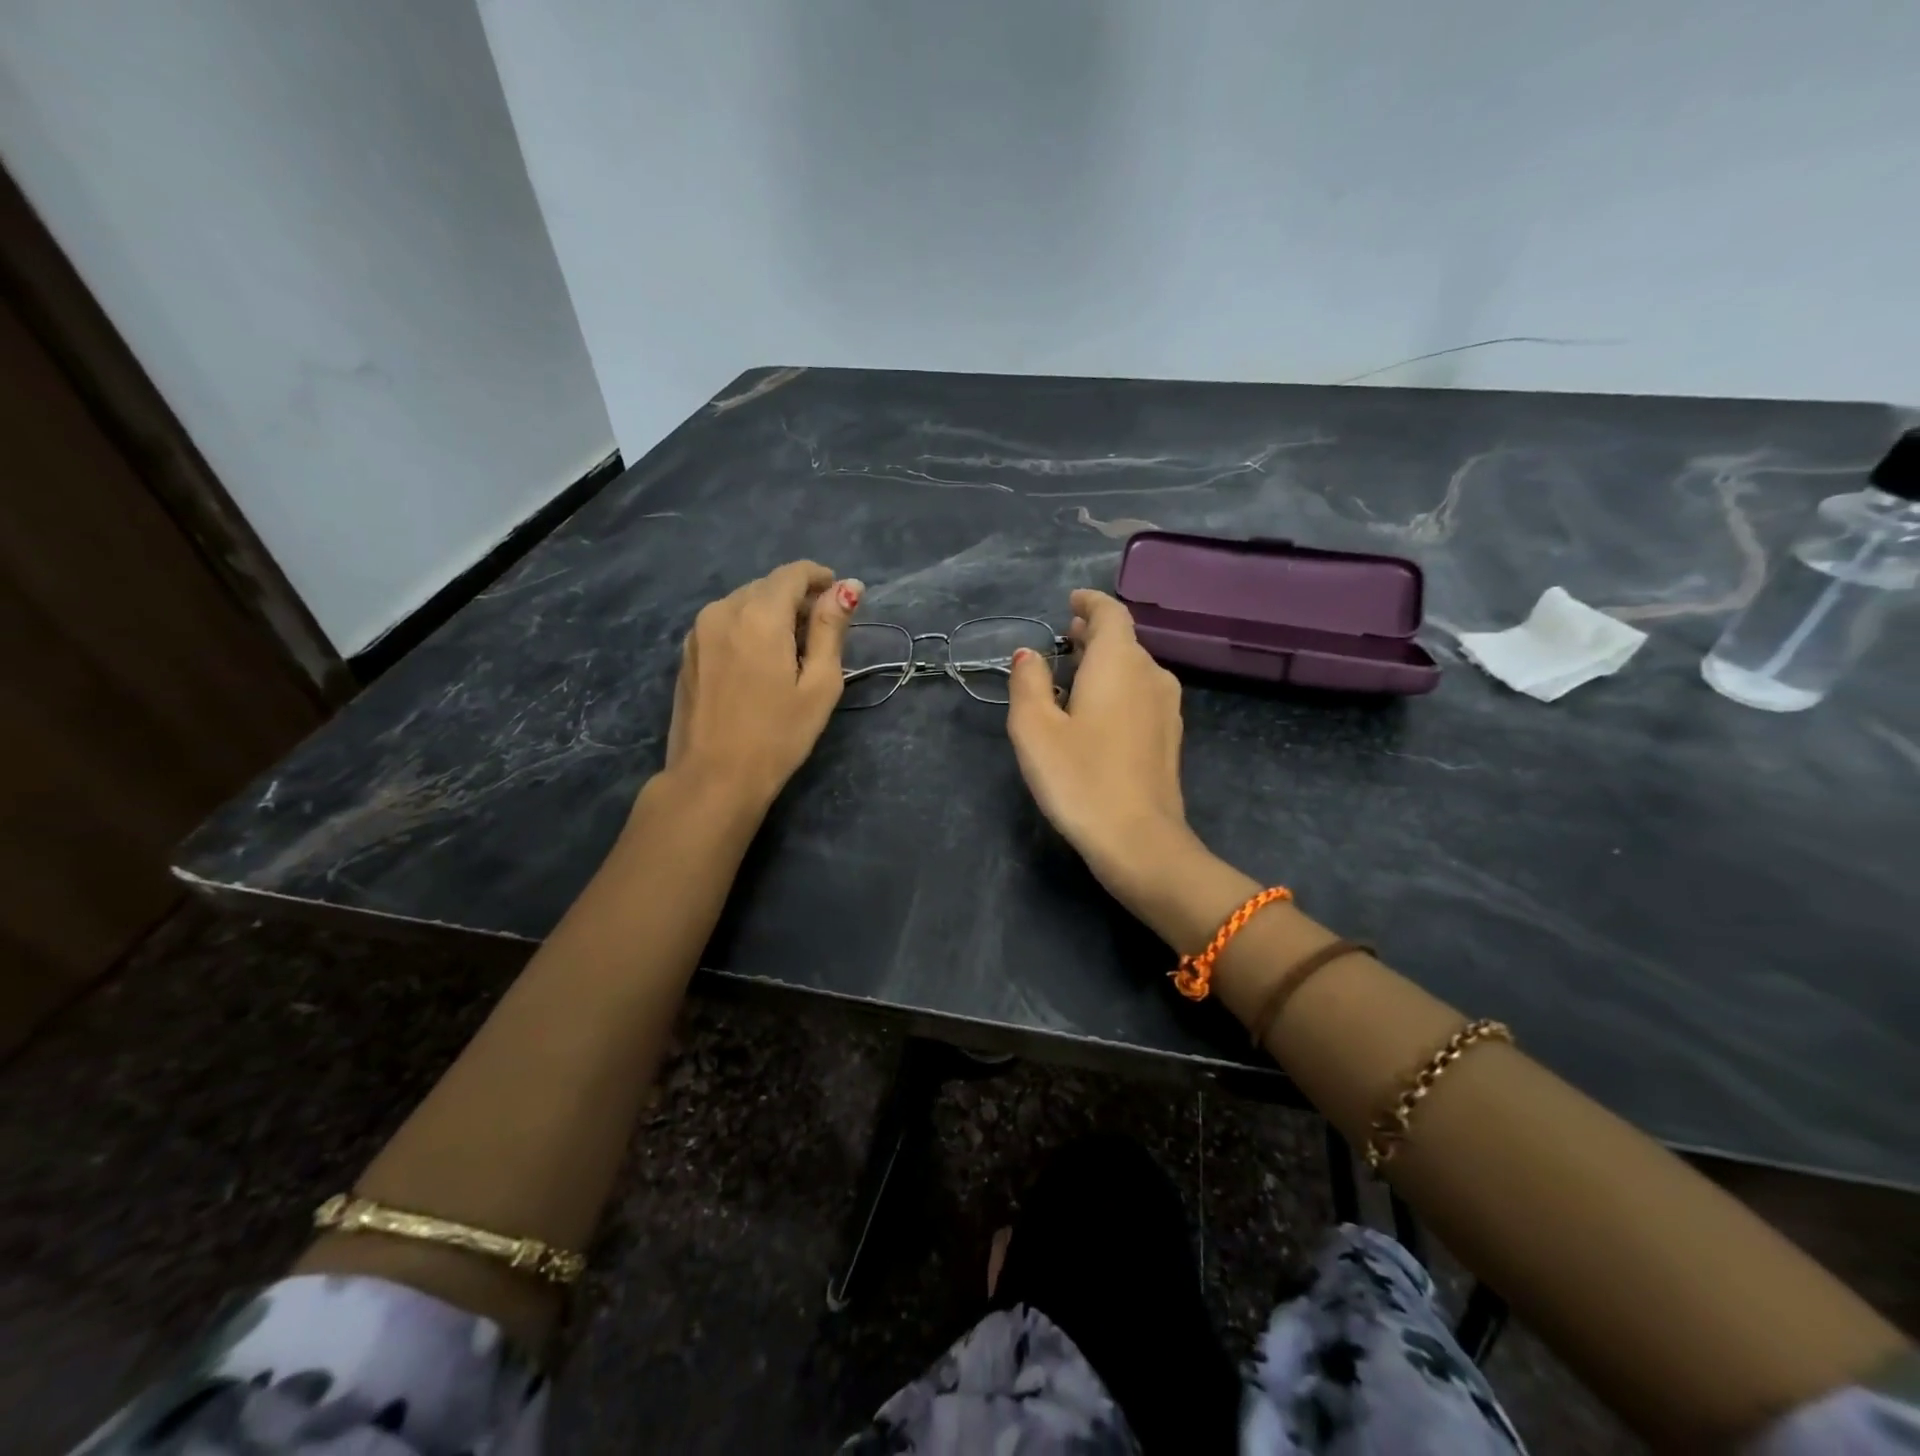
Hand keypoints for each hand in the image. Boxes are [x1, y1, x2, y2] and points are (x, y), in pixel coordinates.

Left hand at [662, 561, 862, 809]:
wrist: (712, 778)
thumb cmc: (777, 736)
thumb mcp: (819, 684)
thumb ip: (831, 629)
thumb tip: (849, 586)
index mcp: (759, 615)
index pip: (793, 573)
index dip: (821, 578)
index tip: (840, 599)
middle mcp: (723, 610)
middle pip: (768, 586)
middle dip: (797, 599)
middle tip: (821, 636)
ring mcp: (699, 630)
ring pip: (744, 603)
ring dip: (772, 614)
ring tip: (792, 653)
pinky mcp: (688, 651)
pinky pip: (725, 622)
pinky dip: (748, 628)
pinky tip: (760, 663)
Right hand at [1006, 589, 1197, 903]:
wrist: (1140, 842)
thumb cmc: (1080, 779)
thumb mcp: (1035, 729)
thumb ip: (1028, 683)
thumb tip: (1028, 655)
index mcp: (1119, 663)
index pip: (1111, 613)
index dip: (1091, 602)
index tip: (1071, 601)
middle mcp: (1151, 675)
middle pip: (1125, 640)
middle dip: (1094, 632)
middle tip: (1065, 635)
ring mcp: (1166, 708)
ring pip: (1135, 668)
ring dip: (1106, 661)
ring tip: (1076, 670)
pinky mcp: (1170, 738)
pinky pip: (1142, 694)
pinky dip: (1119, 687)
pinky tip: (1098, 710)